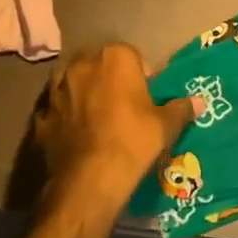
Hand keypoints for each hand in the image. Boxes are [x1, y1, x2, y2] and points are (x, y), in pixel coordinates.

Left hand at [33, 44, 194, 209]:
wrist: (88, 181)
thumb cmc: (132, 142)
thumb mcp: (165, 126)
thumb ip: (181, 108)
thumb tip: (198, 102)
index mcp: (115, 58)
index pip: (132, 56)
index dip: (141, 76)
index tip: (147, 98)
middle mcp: (81, 65)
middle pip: (100, 66)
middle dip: (109, 80)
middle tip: (123, 107)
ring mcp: (55, 90)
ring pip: (73, 84)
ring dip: (83, 95)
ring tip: (97, 120)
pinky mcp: (40, 116)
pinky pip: (56, 110)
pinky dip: (64, 118)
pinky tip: (75, 136)